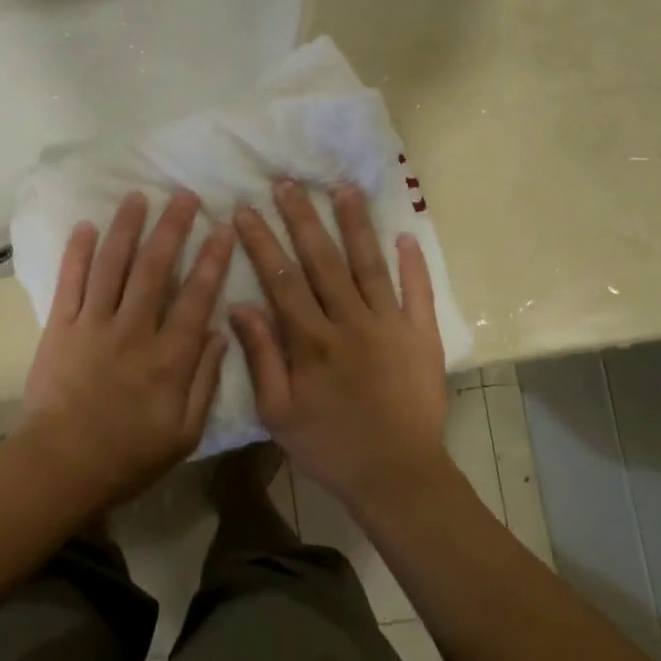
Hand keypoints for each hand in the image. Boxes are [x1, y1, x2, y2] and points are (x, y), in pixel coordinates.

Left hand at [11, 190, 235, 516]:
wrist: (60, 466)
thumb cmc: (128, 456)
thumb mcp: (183, 433)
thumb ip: (204, 381)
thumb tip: (220, 333)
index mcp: (167, 358)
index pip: (196, 297)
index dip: (212, 259)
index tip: (222, 227)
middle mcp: (132, 331)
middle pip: (155, 269)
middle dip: (171, 228)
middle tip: (183, 196)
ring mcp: (92, 325)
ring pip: (112, 266)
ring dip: (125, 228)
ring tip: (137, 197)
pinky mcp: (60, 327)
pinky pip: (69, 283)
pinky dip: (76, 252)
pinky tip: (85, 226)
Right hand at [231, 180, 450, 513]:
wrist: (396, 476)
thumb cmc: (329, 446)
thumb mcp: (277, 412)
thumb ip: (260, 356)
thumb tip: (239, 305)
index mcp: (312, 340)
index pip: (281, 279)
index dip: (262, 242)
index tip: (245, 210)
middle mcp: (350, 322)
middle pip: (323, 260)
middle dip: (303, 218)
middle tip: (288, 183)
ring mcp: (390, 325)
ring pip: (369, 265)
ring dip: (356, 225)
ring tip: (344, 188)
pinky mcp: (422, 337)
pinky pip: (418, 294)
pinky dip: (414, 264)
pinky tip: (407, 234)